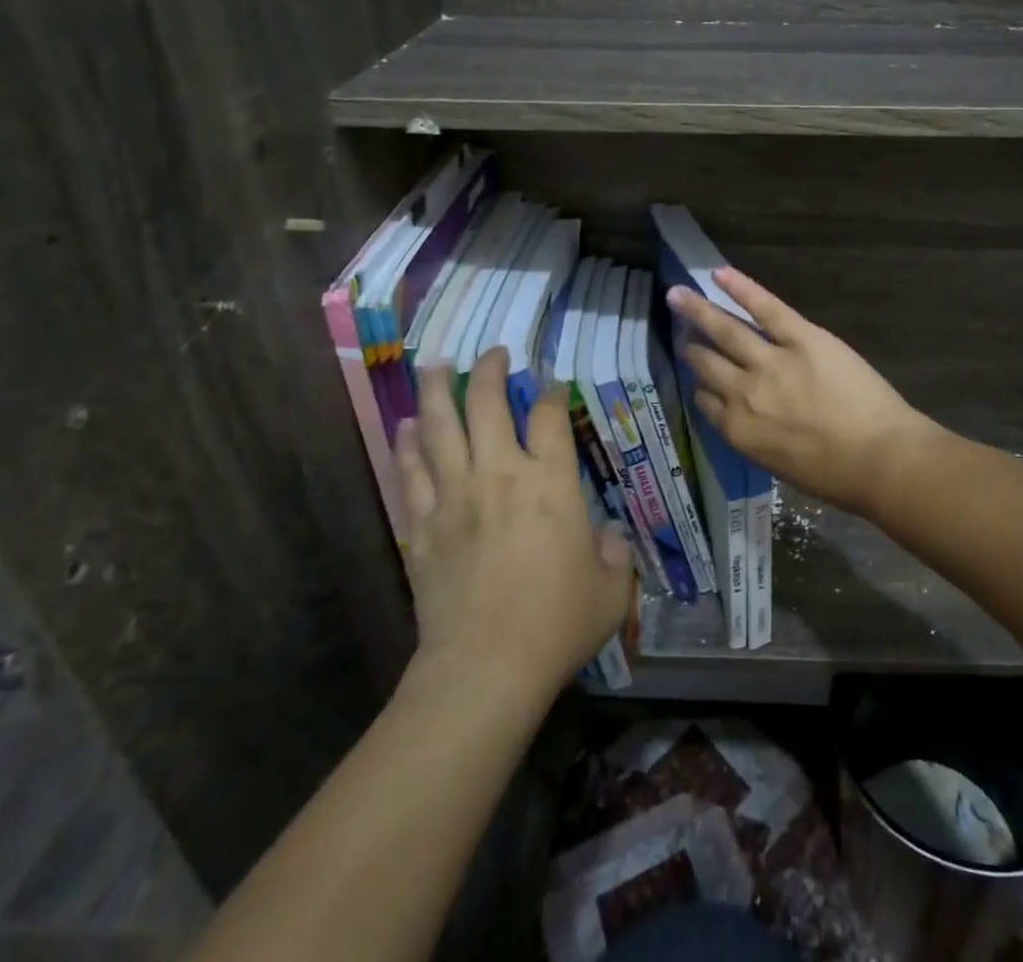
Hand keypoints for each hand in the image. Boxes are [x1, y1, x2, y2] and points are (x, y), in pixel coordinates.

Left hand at [396, 350, 633, 703]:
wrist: (484, 669)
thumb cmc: (557, 625)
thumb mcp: (610, 589)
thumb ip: (614, 554)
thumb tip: (608, 536)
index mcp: (551, 483)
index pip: (549, 417)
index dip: (550, 393)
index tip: (551, 386)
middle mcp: (501, 475)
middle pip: (488, 404)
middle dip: (490, 371)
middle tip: (491, 354)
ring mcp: (455, 496)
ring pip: (440, 427)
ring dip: (438, 391)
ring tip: (436, 366)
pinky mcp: (422, 525)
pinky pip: (411, 471)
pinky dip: (408, 443)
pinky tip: (407, 425)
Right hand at [665, 268, 935, 516]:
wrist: (879, 458)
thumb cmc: (836, 475)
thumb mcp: (779, 466)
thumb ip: (756, 437)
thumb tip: (748, 417)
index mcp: (738, 430)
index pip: (706, 401)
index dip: (701, 386)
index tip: (699, 376)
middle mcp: (743, 393)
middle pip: (707, 365)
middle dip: (692, 348)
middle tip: (682, 334)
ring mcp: (770, 362)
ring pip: (725, 331)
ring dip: (698, 311)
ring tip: (678, 295)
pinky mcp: (800, 338)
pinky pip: (765, 308)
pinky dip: (742, 288)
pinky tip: (719, 274)